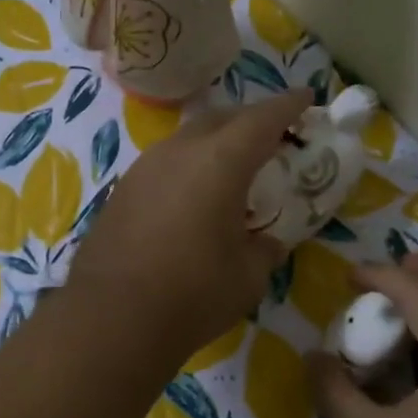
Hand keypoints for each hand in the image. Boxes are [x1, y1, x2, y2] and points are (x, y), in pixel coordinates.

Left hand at [67, 89, 309, 363]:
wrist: (112, 317)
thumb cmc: (193, 294)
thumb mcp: (248, 277)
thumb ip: (264, 250)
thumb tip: (267, 243)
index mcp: (220, 161)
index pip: (263, 119)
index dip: (288, 106)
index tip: (306, 99)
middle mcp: (179, 152)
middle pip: (221, 119)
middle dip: (250, 121)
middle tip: (271, 137)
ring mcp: (143, 169)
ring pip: (186, 139)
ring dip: (213, 144)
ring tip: (231, 167)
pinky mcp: (121, 192)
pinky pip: (163, 164)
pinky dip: (186, 168)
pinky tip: (191, 196)